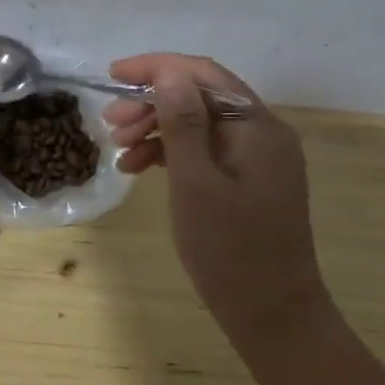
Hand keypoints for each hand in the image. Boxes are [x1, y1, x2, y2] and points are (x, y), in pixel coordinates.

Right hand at [105, 53, 327, 347]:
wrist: (274, 318)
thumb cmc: (230, 251)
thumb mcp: (195, 182)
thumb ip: (182, 122)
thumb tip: (168, 72)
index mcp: (257, 127)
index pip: (203, 74)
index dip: (156, 67)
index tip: (112, 75)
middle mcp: (263, 133)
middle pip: (200, 97)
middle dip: (152, 102)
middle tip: (110, 123)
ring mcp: (257, 159)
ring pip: (200, 124)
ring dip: (157, 128)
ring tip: (119, 148)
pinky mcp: (248, 182)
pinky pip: (205, 151)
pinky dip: (171, 154)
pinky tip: (140, 169)